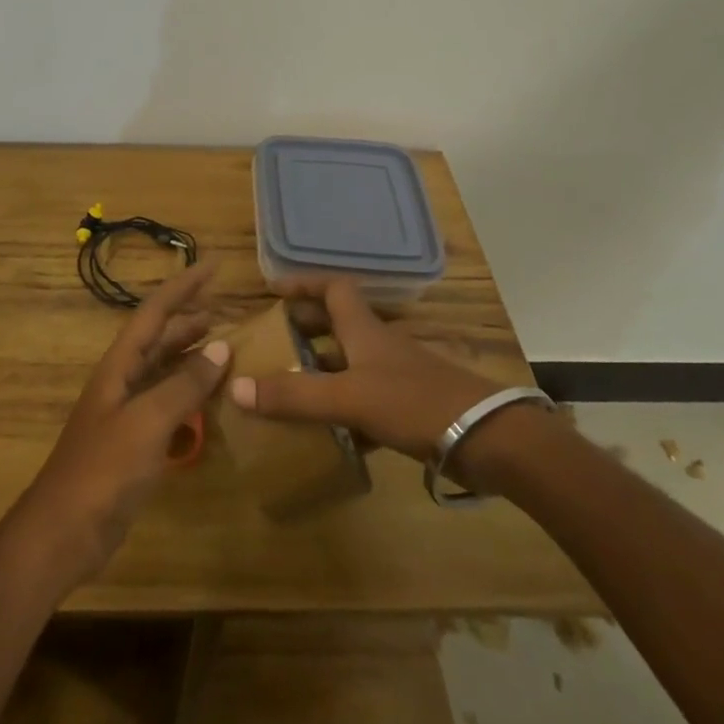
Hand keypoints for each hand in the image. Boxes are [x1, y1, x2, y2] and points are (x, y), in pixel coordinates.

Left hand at [8, 261, 230, 585]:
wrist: (64, 531)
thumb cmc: (103, 470)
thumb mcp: (147, 422)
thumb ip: (184, 385)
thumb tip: (222, 347)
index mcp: (119, 365)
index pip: (155, 312)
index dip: (183, 286)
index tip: (213, 265)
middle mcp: (122, 380)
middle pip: (158, 337)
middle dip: (187, 317)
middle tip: (223, 306)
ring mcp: (126, 412)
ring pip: (163, 369)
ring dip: (190, 354)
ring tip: (222, 344)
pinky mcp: (134, 443)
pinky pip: (167, 404)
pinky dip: (189, 394)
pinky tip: (208, 401)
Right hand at [227, 275, 506, 462]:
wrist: (487, 439)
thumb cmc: (414, 402)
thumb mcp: (348, 397)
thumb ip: (294, 394)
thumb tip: (236, 388)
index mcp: (364, 329)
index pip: (332, 288)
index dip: (303, 284)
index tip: (273, 291)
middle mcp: (378, 345)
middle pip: (336, 325)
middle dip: (304, 329)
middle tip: (271, 344)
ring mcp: (395, 377)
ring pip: (349, 365)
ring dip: (320, 372)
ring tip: (287, 389)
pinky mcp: (408, 408)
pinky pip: (364, 401)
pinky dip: (342, 411)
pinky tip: (326, 434)